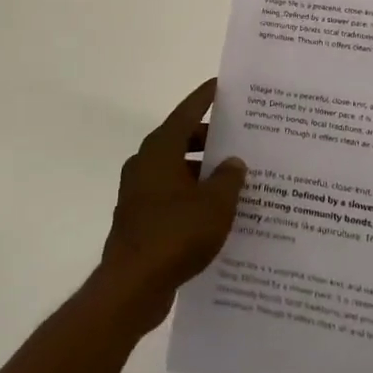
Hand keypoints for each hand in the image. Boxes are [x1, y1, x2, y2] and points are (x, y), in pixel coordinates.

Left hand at [96, 80, 246, 335]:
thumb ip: (229, 178)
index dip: (206, 97)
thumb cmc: (175, 234)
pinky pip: (171, 196)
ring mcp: (139, 192)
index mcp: (160, 149)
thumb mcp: (216, 204)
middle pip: (182, 140)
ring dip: (203, 172)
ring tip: (236, 179)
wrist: (132, 287)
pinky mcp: (139, 219)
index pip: (187, 112)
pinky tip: (217, 213)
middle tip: (241, 139)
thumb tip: (233, 162)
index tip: (221, 84)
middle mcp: (146, 163)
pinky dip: (192, 196)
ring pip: (177, 170)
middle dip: (210, 139)